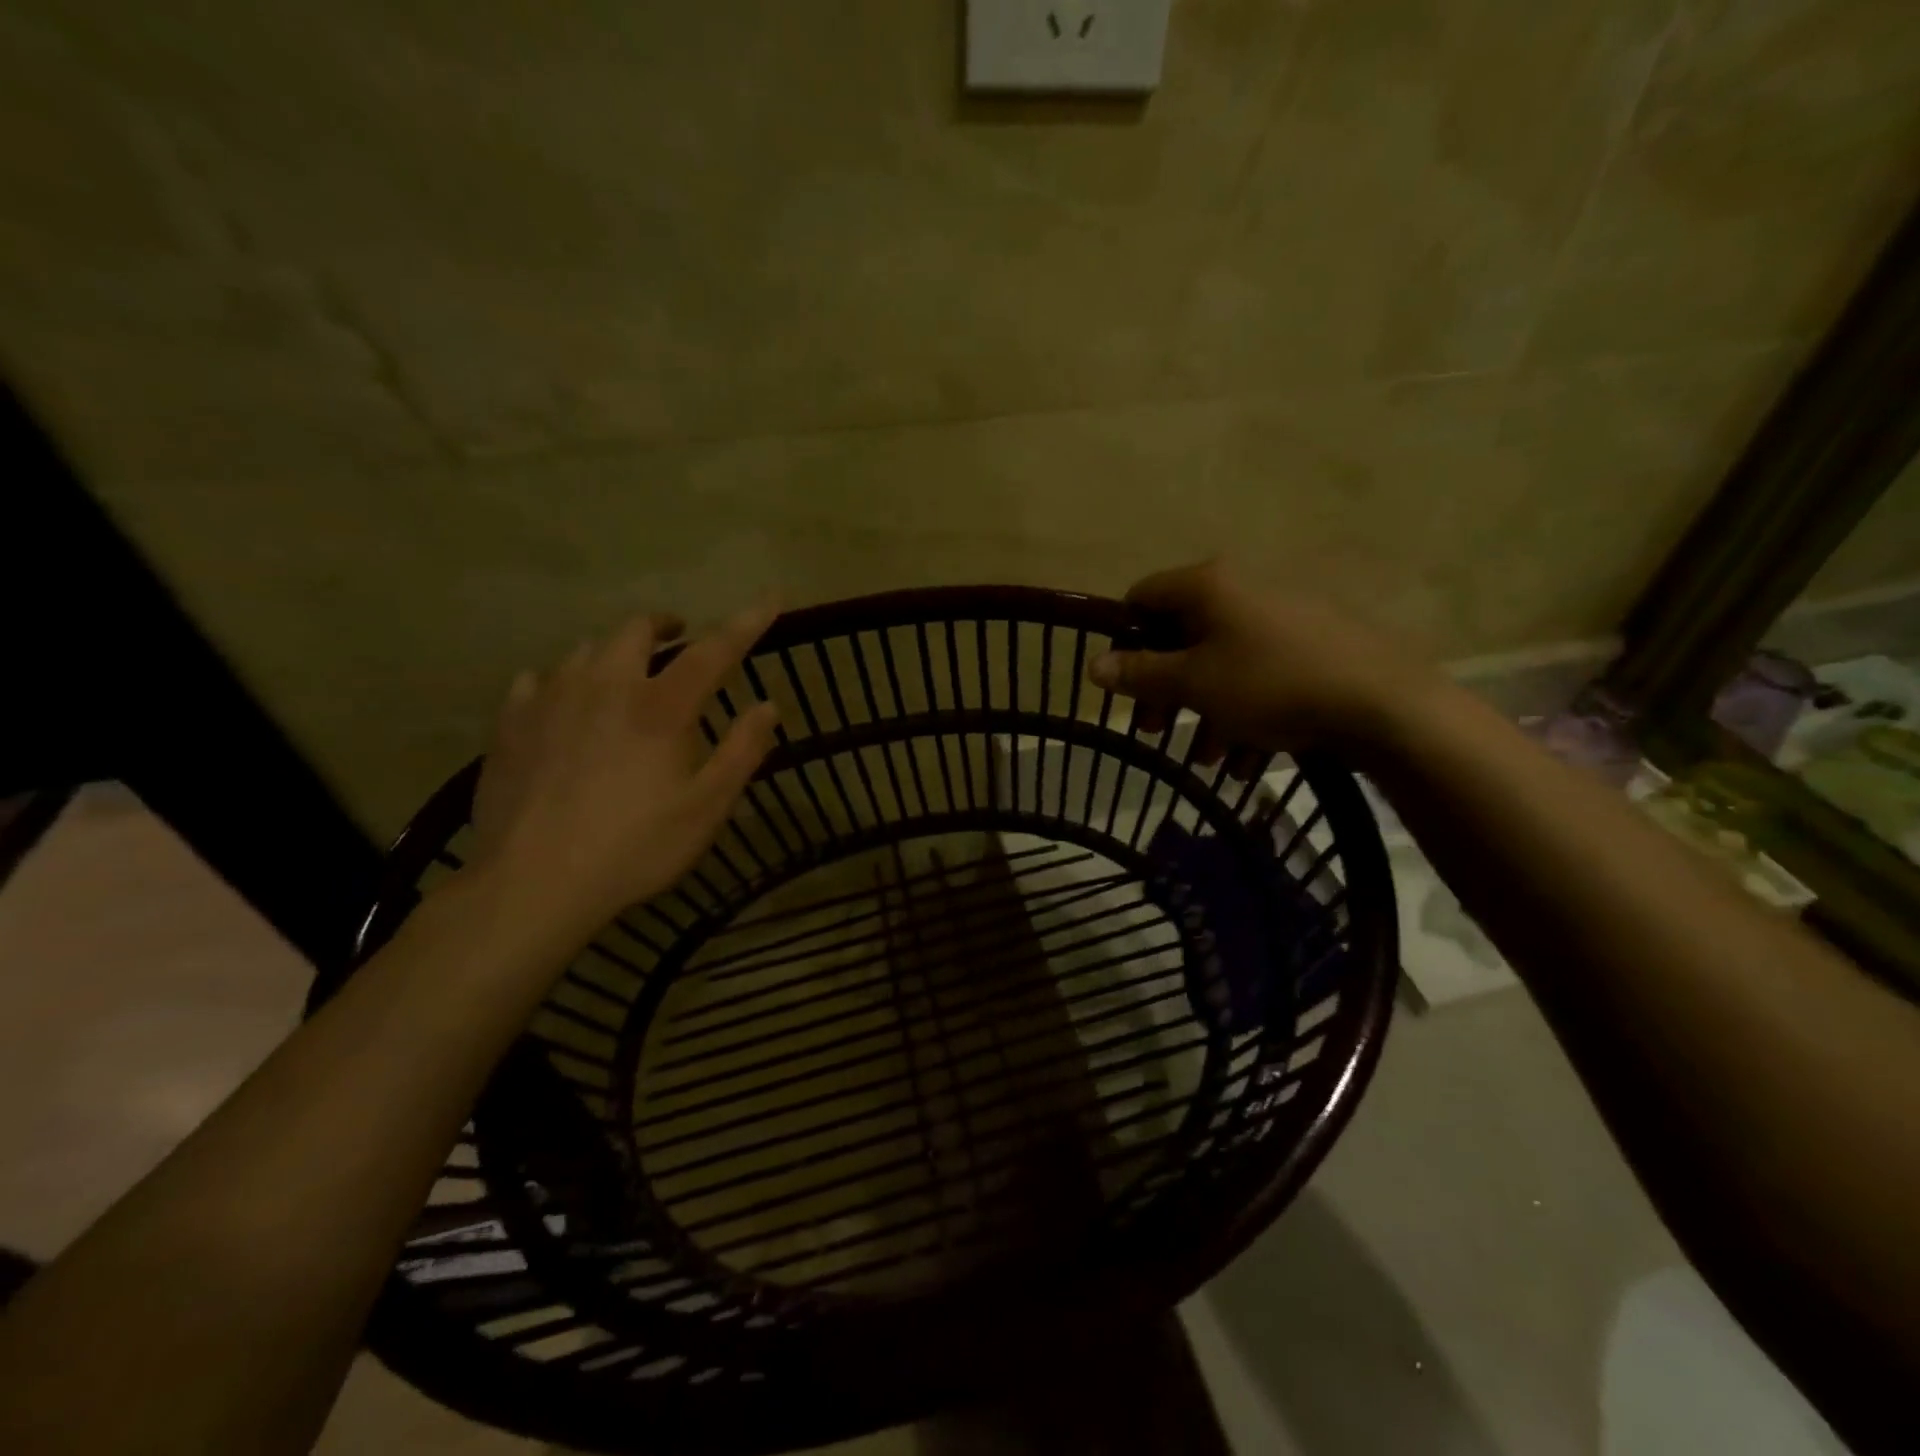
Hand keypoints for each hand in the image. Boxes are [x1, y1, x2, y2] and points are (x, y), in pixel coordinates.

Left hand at [468, 607, 779, 938]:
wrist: (532, 884)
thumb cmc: (635, 847)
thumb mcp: (706, 808)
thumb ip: (742, 751)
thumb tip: (769, 705)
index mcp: (661, 707)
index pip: (714, 649)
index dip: (748, 620)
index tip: (773, 595)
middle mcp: (605, 686)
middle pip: (636, 630)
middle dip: (665, 626)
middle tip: (679, 640)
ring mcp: (550, 699)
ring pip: (585, 649)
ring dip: (614, 652)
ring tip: (623, 676)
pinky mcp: (511, 723)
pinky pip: (538, 679)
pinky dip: (561, 680)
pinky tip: (562, 704)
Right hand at [1087, 561, 1429, 755]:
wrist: (1383, 704)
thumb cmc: (1270, 684)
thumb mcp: (1194, 684)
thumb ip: (1140, 674)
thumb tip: (1093, 665)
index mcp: (1209, 586)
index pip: (1143, 597)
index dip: (1124, 639)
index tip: (1122, 682)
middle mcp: (1244, 592)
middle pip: (1183, 636)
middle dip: (1164, 688)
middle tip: (1153, 730)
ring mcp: (1284, 620)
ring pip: (1224, 664)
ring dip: (1205, 711)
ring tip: (1206, 758)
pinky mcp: (1315, 649)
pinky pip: (1263, 677)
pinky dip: (1246, 714)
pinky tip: (1247, 761)